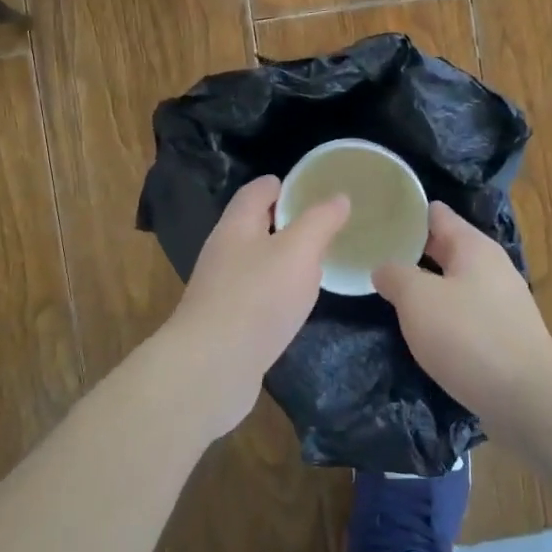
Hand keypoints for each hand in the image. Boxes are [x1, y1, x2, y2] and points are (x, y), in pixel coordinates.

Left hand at [155, 175, 350, 440]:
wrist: (211, 367)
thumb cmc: (257, 297)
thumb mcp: (299, 252)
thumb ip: (320, 221)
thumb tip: (339, 196)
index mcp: (237, 226)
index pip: (257, 191)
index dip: (283, 184)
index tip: (311, 186)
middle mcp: (224, 251)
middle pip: (254, 225)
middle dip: (285, 221)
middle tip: (323, 224)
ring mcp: (221, 288)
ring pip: (255, 261)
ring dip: (282, 258)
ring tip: (316, 261)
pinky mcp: (225, 321)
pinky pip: (255, 294)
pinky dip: (276, 290)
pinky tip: (295, 303)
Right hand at [373, 202, 551, 427]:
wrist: (528, 399)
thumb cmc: (469, 337)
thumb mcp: (418, 299)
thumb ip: (395, 275)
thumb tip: (384, 268)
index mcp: (473, 246)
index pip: (435, 213)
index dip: (404, 212)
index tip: (374, 215)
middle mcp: (491, 266)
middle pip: (444, 247)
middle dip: (410, 250)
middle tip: (370, 254)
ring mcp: (500, 302)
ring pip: (453, 282)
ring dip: (424, 285)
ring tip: (388, 291)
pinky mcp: (503, 335)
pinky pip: (463, 312)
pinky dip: (440, 314)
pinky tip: (420, 328)